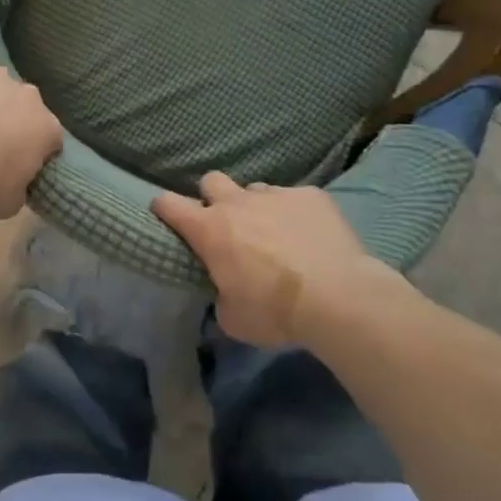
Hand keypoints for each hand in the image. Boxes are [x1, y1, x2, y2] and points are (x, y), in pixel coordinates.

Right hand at [153, 173, 411, 347]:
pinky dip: (296, 213)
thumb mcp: (234, 319)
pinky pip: (295, 197)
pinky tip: (310, 235)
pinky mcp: (310, 195)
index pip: (169, 204)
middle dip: (214, 197)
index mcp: (209, 229)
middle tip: (227, 223)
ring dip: (257, 208)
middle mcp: (236, 203)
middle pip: (211, 180)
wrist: (337, 297)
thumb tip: (224, 293)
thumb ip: (220, 297)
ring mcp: (275, 194)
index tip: (165, 214)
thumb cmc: (275, 311)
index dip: (164, 207)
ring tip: (274, 233)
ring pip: (255, 189)